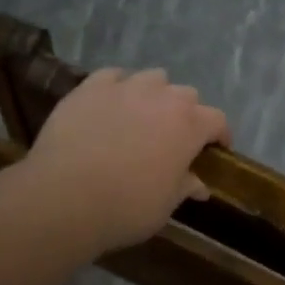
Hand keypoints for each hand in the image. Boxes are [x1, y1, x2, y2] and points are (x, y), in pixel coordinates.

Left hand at [26, 68, 229, 252]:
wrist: (64, 197)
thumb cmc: (126, 207)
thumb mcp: (165, 206)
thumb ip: (185, 188)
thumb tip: (199, 185)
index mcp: (189, 125)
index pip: (217, 120)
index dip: (220, 134)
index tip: (216, 149)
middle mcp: (162, 97)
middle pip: (186, 95)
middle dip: (187, 113)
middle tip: (175, 137)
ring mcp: (125, 87)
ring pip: (152, 78)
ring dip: (155, 94)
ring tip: (143, 115)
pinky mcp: (90, 87)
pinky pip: (112, 77)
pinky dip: (118, 87)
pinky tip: (110, 104)